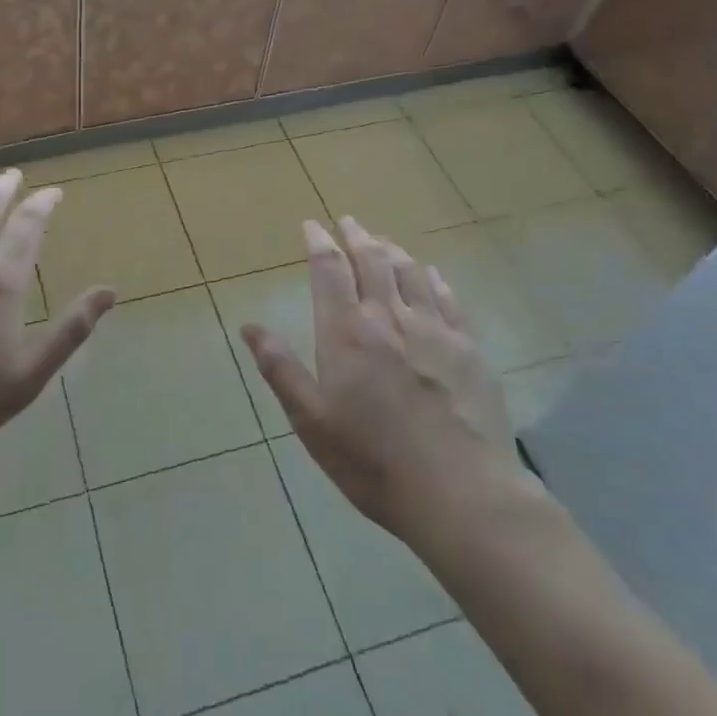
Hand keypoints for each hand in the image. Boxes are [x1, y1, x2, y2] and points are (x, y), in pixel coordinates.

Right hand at [240, 217, 524, 545]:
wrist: (461, 494)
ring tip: (382, 240)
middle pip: (372, 260)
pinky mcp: (468, 347)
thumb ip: (280, 368)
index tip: (311, 226)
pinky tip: (429, 272)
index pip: (329, 271)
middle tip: (348, 221)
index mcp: (347, 333)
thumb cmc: (373, 461)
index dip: (318, 243)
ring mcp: (434, 329)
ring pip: (410, 272)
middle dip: (356, 236)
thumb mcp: (311, 421)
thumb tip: (248, 326)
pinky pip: (447, 297)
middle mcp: (389, 317)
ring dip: (392, 250)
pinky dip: (432, 277)